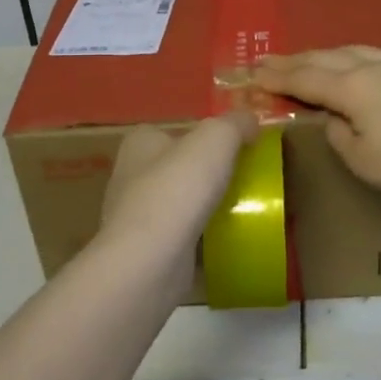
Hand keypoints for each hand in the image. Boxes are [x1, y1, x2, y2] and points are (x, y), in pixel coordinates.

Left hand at [100, 112, 256, 248]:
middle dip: (204, 173)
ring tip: (239, 211)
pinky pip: (179, 237)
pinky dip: (199, 238)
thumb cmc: (179, 188)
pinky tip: (223, 242)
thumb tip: (250, 120)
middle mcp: (130, 175)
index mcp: (140, 143)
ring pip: (178, 203)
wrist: (151, 259)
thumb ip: (235, 124)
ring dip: (202, 207)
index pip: (174, 131)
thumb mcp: (216, 139)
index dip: (203, 136)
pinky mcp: (145, 250)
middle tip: (243, 179)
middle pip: (176, 167)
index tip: (234, 148)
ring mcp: (134, 217)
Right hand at [255, 46, 380, 196]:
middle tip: (267, 59)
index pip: (304, 79)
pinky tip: (371, 53)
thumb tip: (332, 120)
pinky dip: (366, 53)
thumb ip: (339, 137)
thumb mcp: (365, 162)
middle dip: (293, 60)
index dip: (276, 77)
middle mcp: (371, 68)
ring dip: (326, 53)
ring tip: (312, 56)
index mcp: (350, 89)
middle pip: (324, 58)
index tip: (252, 73)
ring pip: (354, 50)